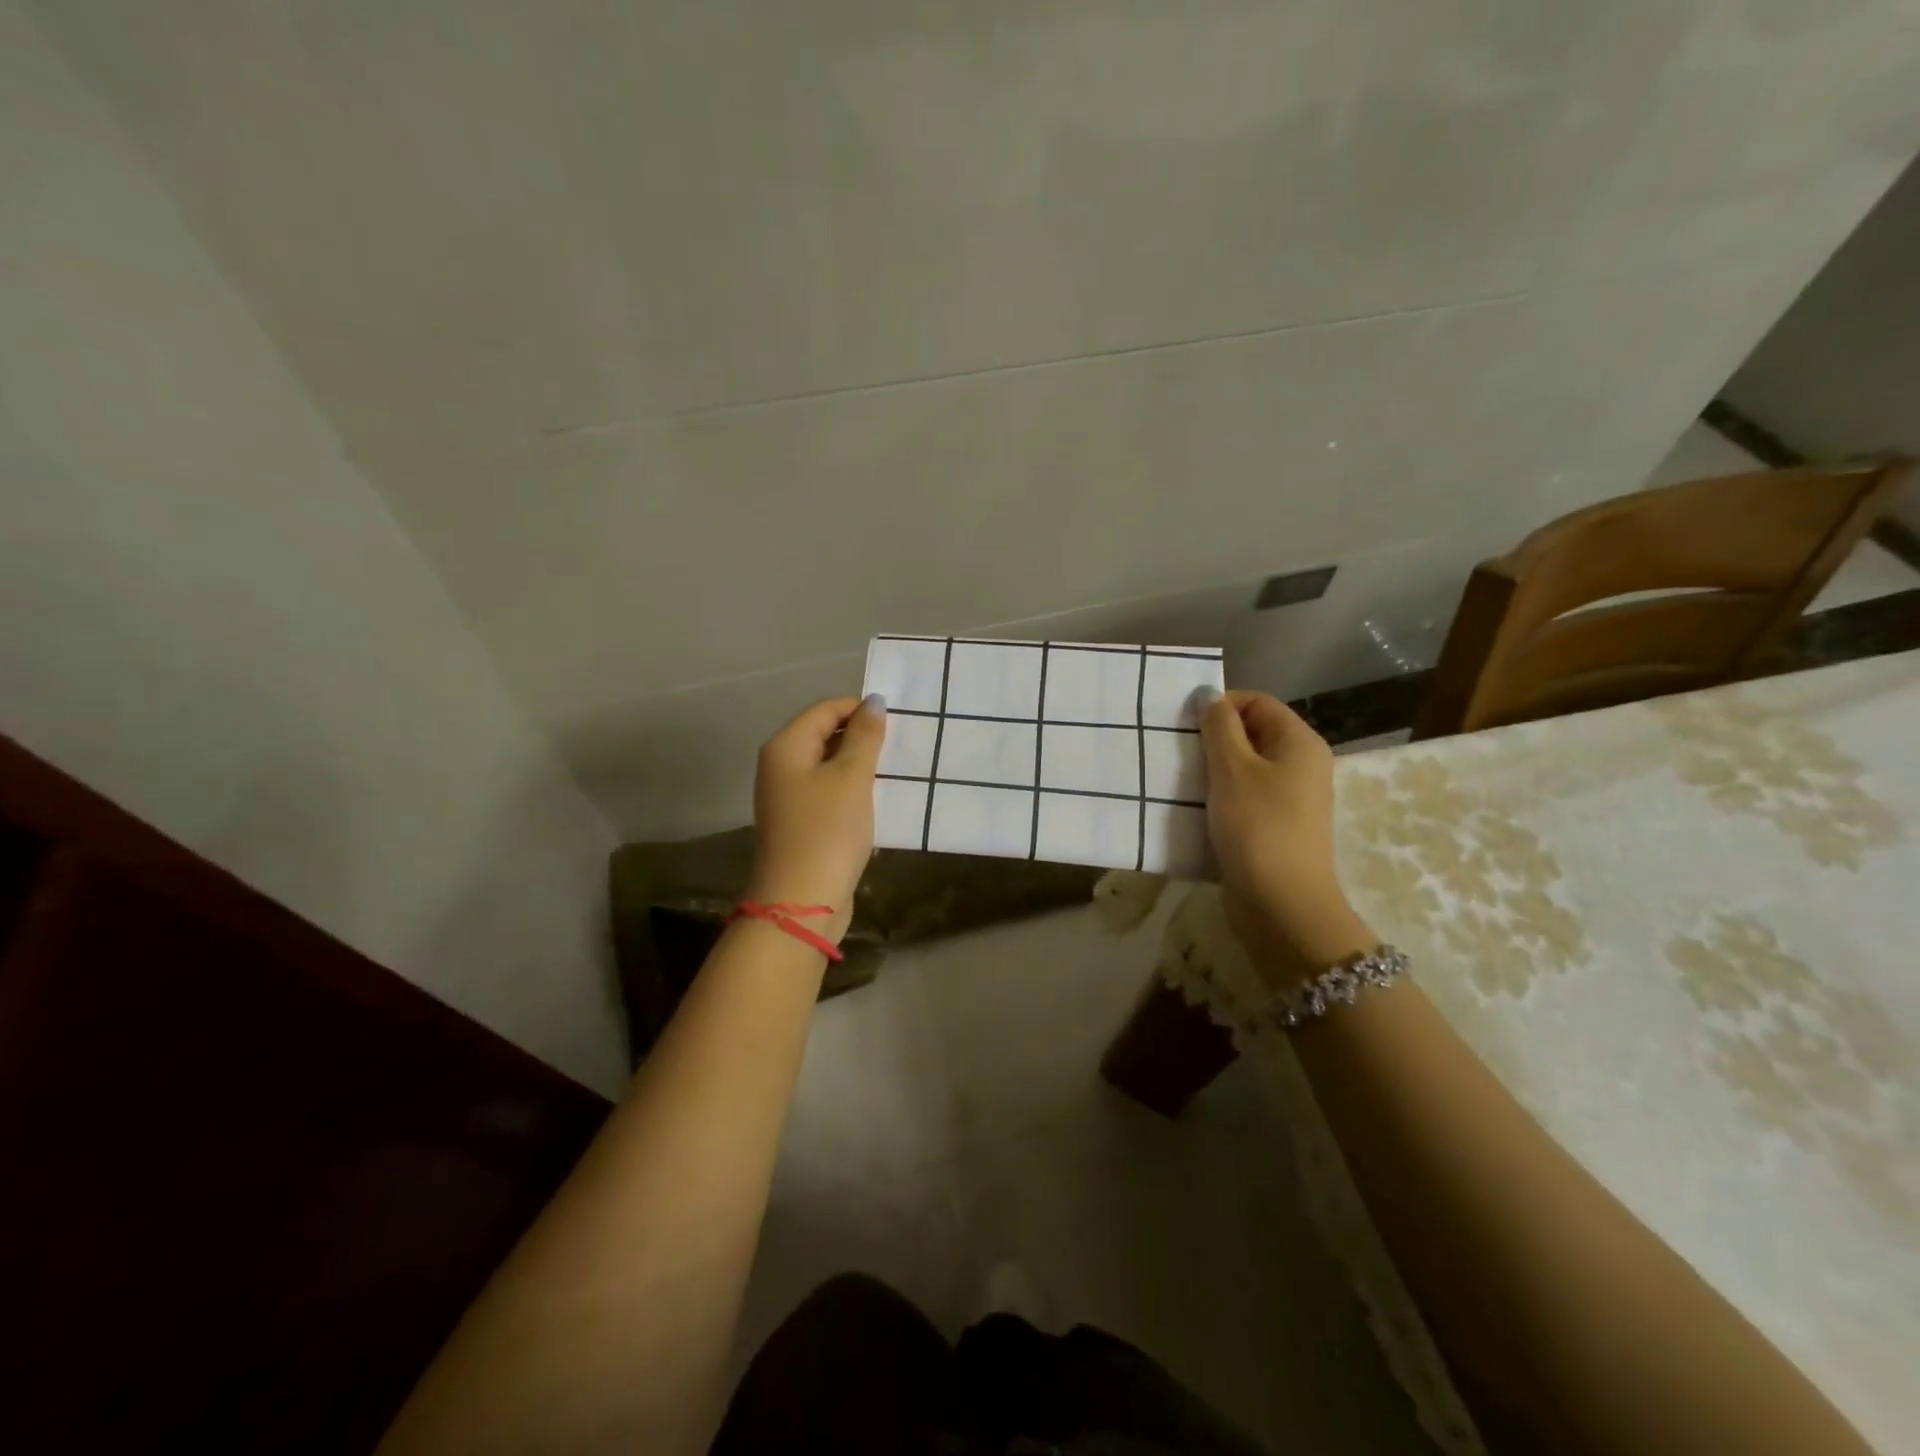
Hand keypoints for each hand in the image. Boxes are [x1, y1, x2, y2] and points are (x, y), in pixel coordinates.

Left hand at [745, 695, 886, 942]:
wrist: (801, 903)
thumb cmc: (828, 831)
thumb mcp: (852, 777)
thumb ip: (864, 736)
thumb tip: (874, 702)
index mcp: (785, 747)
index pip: (825, 709)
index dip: (860, 709)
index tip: (897, 722)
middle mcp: (779, 767)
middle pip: (823, 735)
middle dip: (861, 737)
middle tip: (900, 746)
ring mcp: (788, 798)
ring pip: (828, 767)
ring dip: (859, 766)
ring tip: (893, 772)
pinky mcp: (800, 824)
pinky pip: (829, 794)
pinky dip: (852, 791)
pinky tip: (877, 801)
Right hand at [1199, 689, 1376, 985]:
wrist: (1280, 903)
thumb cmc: (1256, 826)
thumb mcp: (1232, 768)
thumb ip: (1218, 726)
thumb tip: (1209, 694)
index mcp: (1299, 742)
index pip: (1257, 702)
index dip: (1220, 706)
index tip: (1184, 725)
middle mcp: (1301, 765)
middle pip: (1251, 733)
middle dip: (1212, 739)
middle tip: (1177, 753)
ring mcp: (1289, 799)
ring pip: (1244, 768)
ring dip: (1211, 770)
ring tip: (1180, 781)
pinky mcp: (1274, 826)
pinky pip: (1243, 797)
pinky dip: (1218, 797)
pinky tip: (1194, 809)